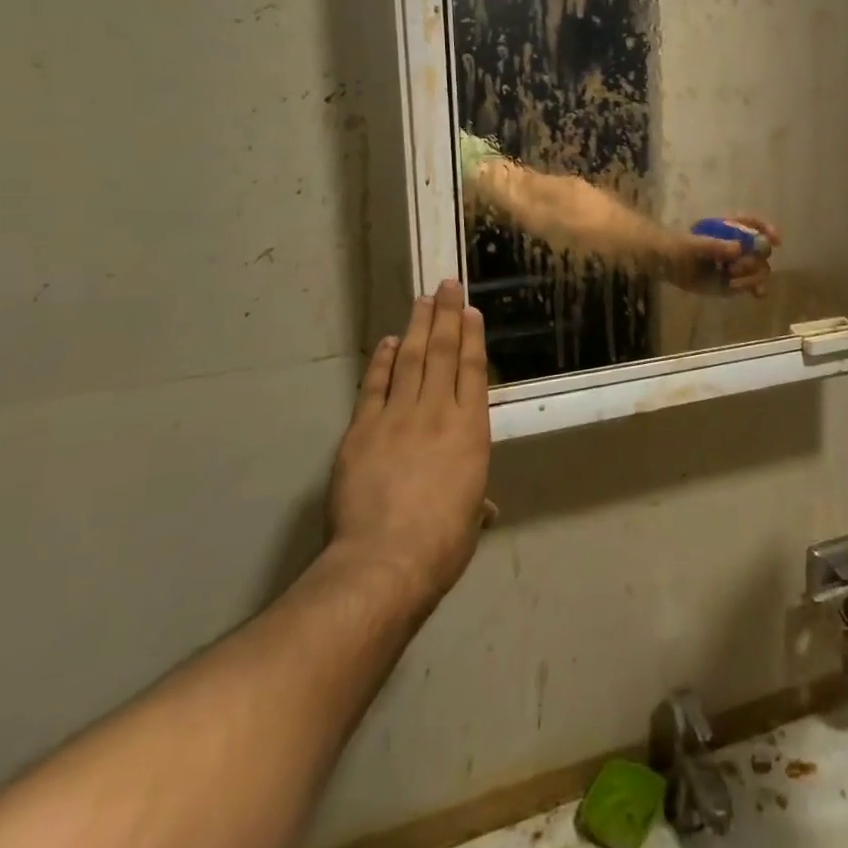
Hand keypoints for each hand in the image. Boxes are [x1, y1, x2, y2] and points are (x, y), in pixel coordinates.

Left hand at [326, 280, 490, 617]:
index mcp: (471, 430)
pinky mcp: (363, 429)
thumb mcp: (470, 520)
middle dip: (446, 316)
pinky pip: (374, 386)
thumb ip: (476, 503)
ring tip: (422, 300)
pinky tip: (388, 342)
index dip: (471, 337)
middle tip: (447, 286)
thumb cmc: (442, 543)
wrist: (385, 560)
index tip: (471, 311)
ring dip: (417, 327)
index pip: (472, 370)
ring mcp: (397, 417)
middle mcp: (437, 412)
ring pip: (410, 360)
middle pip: (442, 353)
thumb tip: (484, 509)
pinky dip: (381, 361)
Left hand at [667, 215, 782, 295]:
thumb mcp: (692, 245)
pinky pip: (751, 285)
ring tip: (732, 282)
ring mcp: (737, 264)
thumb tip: (738, 249)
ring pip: (759, 269)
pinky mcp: (733, 281)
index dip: (767, 230)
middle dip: (754, 260)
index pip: (754, 224)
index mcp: (730, 228)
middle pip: (761, 250)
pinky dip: (756, 288)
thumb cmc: (678, 247)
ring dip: (752, 277)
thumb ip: (714, 246)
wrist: (666, 265)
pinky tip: (757, 294)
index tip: (774, 240)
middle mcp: (739, 245)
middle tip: (734, 269)